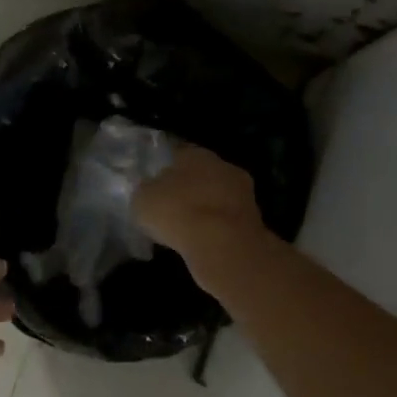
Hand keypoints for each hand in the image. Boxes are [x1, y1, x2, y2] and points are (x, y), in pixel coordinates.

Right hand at [133, 145, 266, 287]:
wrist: (222, 244)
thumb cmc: (177, 212)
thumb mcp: (143, 200)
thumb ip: (146, 190)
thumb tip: (149, 190)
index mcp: (195, 153)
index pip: (177, 154)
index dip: (164, 169)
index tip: (154, 185)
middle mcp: (222, 165)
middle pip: (201, 174)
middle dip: (188, 188)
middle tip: (171, 207)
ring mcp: (243, 191)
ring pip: (217, 196)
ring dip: (205, 208)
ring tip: (187, 227)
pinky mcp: (254, 218)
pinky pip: (227, 218)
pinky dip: (216, 227)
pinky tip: (204, 240)